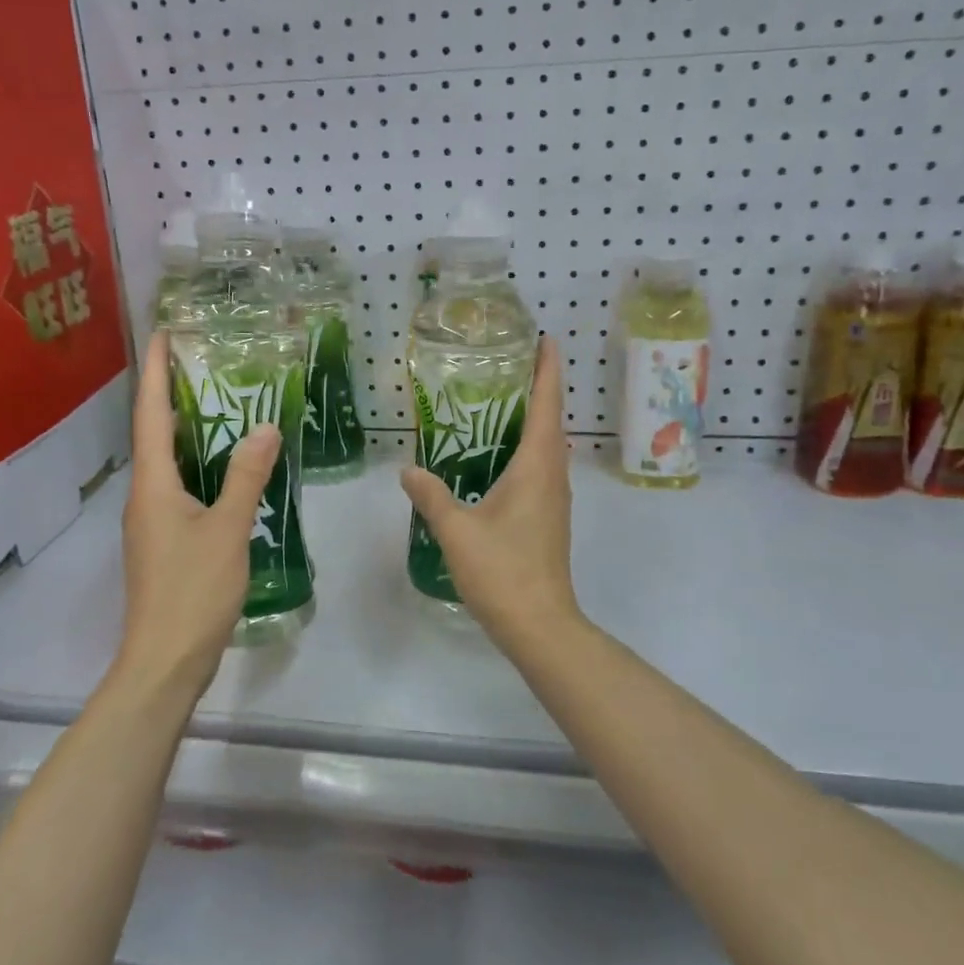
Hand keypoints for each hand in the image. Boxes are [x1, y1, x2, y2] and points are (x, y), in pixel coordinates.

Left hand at [118, 332, 280, 693]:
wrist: (166, 660)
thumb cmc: (193, 590)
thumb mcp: (228, 529)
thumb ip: (247, 477)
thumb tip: (265, 427)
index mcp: (153, 484)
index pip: (152, 414)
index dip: (158, 372)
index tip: (164, 334)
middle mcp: (145, 495)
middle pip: (156, 433)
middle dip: (174, 395)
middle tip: (205, 363)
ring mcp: (152, 521)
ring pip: (168, 462)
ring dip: (189, 430)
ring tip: (221, 404)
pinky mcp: (165, 542)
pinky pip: (180, 488)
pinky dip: (200, 465)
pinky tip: (226, 468)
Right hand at [399, 337, 581, 644]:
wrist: (540, 625)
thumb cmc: (503, 571)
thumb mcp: (457, 530)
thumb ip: (431, 496)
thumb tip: (408, 469)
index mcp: (537, 468)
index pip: (547, 406)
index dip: (548, 371)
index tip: (547, 339)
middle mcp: (553, 476)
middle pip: (551, 421)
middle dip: (538, 389)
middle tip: (511, 364)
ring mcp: (554, 499)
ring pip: (548, 447)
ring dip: (534, 420)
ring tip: (502, 402)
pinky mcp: (548, 518)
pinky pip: (541, 469)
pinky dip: (525, 449)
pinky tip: (497, 457)